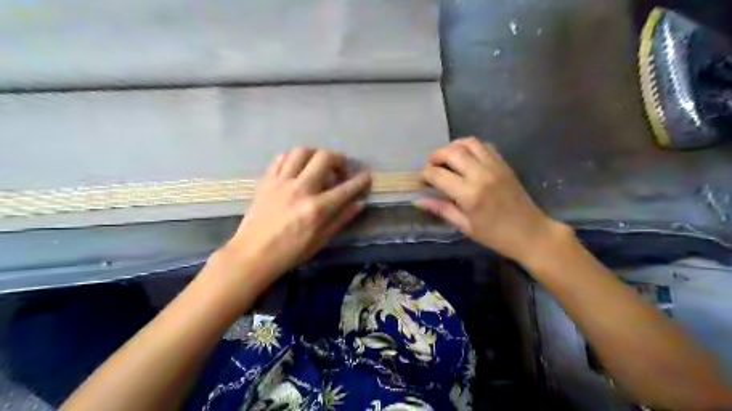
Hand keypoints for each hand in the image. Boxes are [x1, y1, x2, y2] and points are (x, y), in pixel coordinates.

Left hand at [219, 149, 369, 279]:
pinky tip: (298, 168)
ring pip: (302, 152)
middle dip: (339, 159)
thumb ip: (341, 219)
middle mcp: (301, 189)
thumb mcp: (321, 240)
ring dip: (315, 154)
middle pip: (324, 158)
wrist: (253, 254)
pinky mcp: (267, 181)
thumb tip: (359, 203)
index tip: (366, 176)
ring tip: (318, 165)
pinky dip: (294, 158)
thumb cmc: (290, 252)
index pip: (346, 188)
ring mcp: (282, 182)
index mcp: (317, 208)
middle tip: (340, 170)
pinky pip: (281, 158)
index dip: (360, 180)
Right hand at [418, 136, 563, 260]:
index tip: (422, 181)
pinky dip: (470, 146)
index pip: (438, 174)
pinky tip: (466, 158)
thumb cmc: (494, 235)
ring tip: (446, 159)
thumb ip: (441, 208)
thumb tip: (418, 200)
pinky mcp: (504, 164)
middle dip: (435, 156)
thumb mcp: (464, 226)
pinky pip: (484, 146)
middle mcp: (481, 174)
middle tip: (431, 166)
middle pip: (451, 152)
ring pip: (468, 143)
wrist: (530, 233)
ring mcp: (494, 166)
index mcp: (469, 194)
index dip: (425, 174)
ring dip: (453, 147)